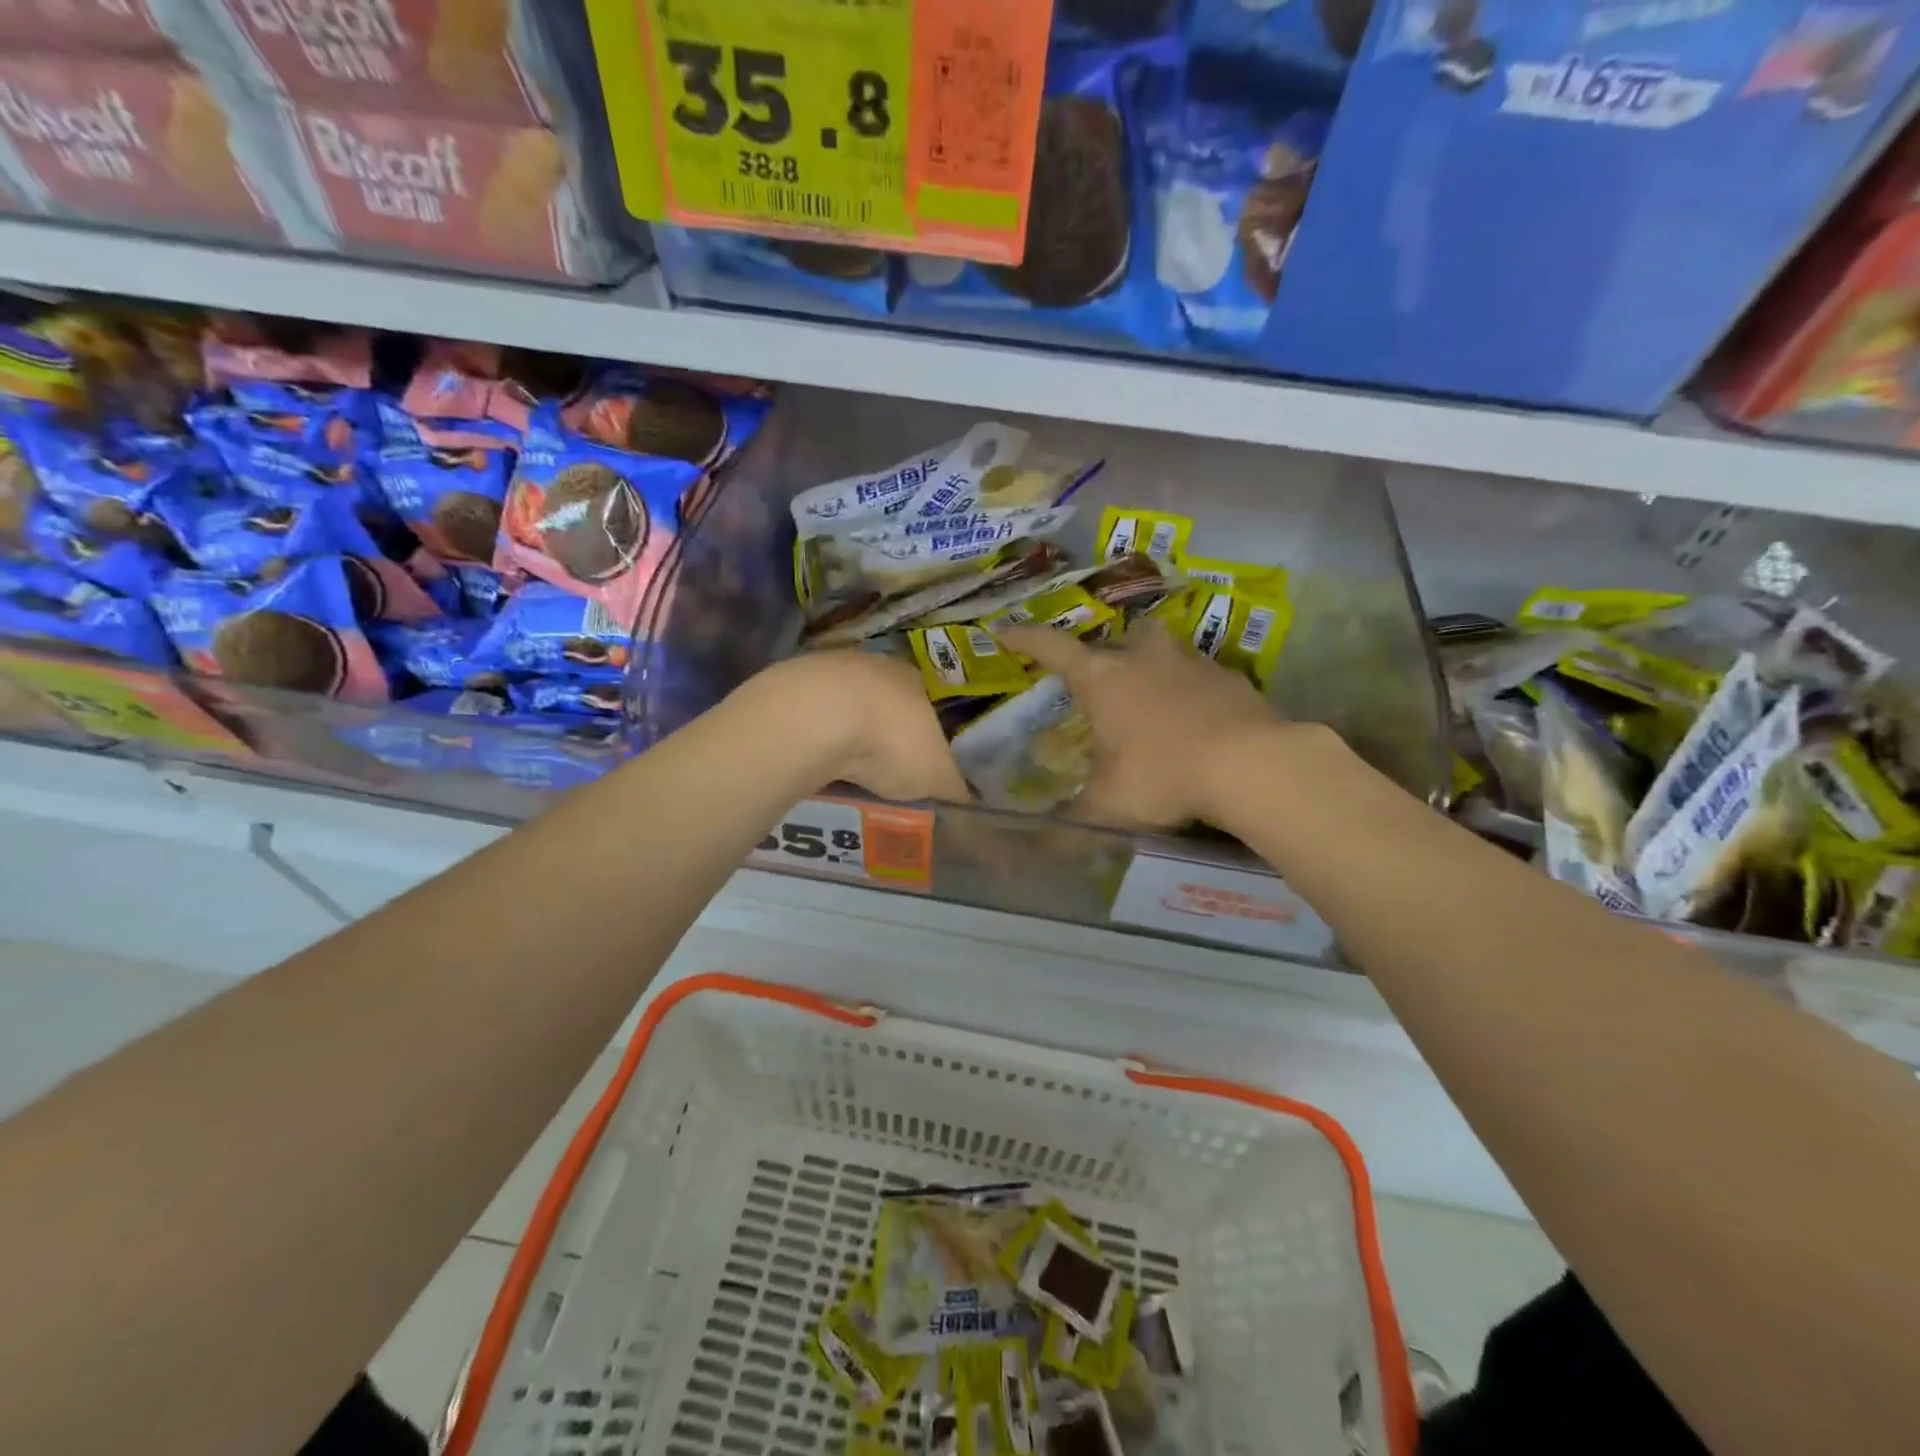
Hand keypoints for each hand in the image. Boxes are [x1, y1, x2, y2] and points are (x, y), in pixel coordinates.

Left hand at [755, 651, 970, 804]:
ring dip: (841, 731)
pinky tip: (808, 757)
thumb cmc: (889, 743)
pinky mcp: (788, 680)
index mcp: (914, 679)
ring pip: (840, 704)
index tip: (914, 763)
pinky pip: (806, 712)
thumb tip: (967, 799)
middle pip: (881, 701)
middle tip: (876, 771)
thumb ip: (953, 786)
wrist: (816, 719)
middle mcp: (874, 664)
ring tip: (838, 770)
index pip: (924, 704)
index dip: (922, 734)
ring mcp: (827, 667)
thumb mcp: (935, 775)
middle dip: (879, 733)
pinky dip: (810, 733)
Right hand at [999, 621, 1320, 828]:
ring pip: (1170, 652)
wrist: (1251, 764)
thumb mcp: (1109, 805)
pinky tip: (1203, 725)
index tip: (1006, 630)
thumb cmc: (1162, 776)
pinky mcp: (1234, 681)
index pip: (1054, 649)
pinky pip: (1207, 679)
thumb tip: (1048, 845)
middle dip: (1118, 650)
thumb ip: (1076, 819)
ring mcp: (1194, 665)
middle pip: (1128, 636)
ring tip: (1160, 704)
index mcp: (1104, 680)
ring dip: (1160, 669)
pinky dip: (1199, 695)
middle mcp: (1146, 661)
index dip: (1027, 639)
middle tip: (1114, 676)